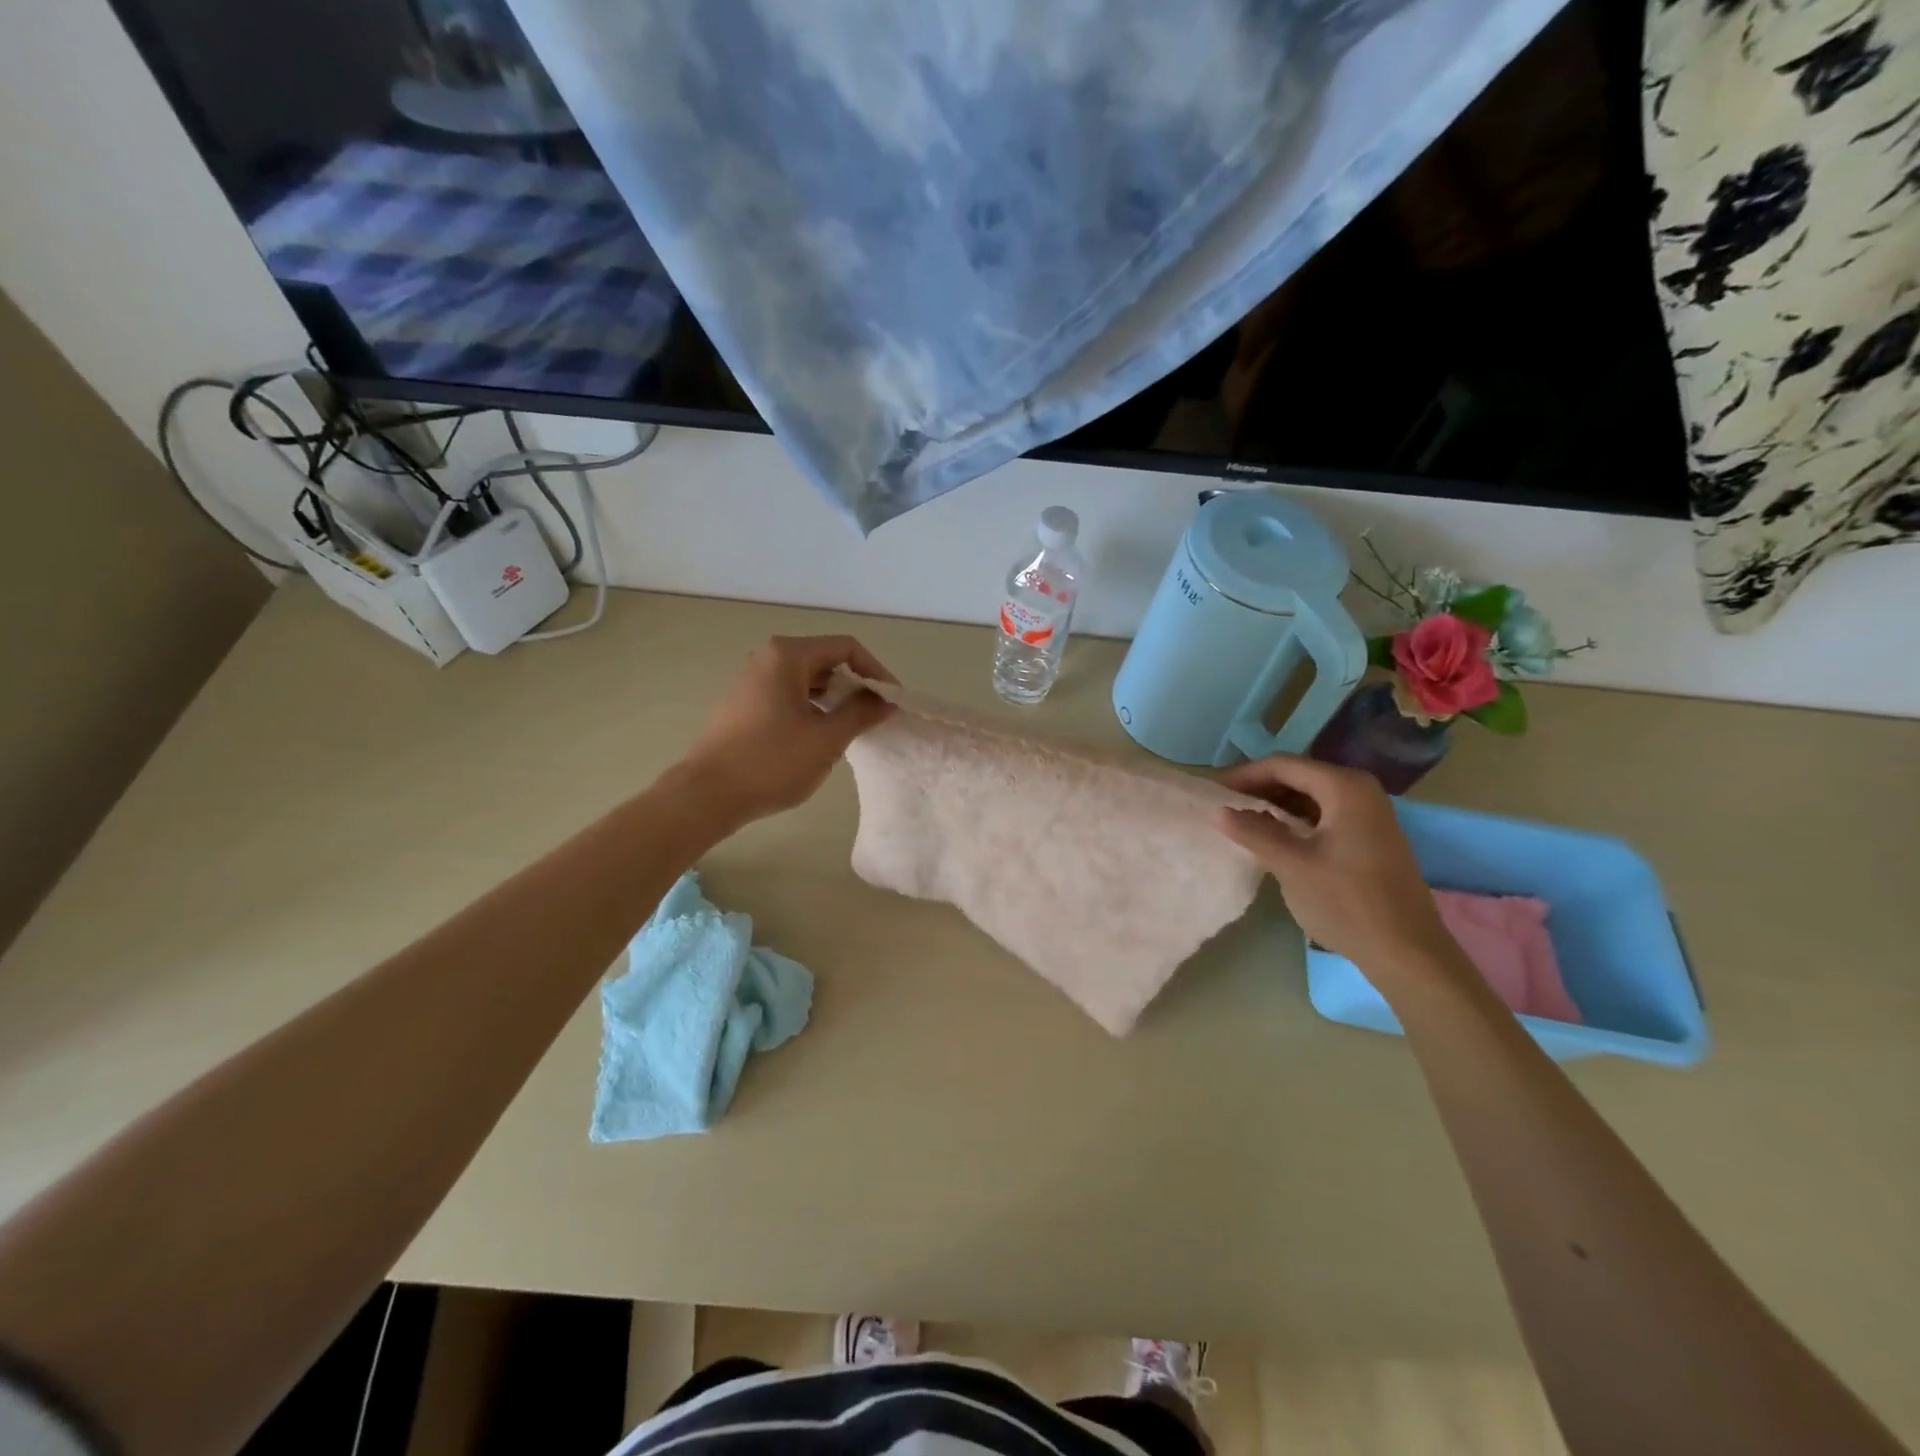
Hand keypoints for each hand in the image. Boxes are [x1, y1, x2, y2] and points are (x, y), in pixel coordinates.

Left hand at [673, 635, 895, 827]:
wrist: (708, 794)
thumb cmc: (772, 761)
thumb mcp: (827, 738)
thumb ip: (861, 712)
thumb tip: (886, 699)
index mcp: (788, 655)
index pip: (846, 648)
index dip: (876, 671)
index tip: (892, 701)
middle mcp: (768, 658)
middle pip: (826, 660)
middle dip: (856, 685)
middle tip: (875, 716)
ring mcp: (753, 680)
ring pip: (808, 679)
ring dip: (835, 699)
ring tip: (852, 728)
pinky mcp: (745, 703)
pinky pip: (789, 694)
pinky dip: (812, 708)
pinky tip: (821, 736)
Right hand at [1215, 755, 1453, 974]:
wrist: (1406, 952)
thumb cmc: (1347, 902)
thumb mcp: (1292, 865)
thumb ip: (1254, 832)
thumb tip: (1218, 812)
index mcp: (1345, 787)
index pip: (1283, 765)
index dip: (1244, 775)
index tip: (1213, 792)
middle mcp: (1361, 790)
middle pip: (1299, 776)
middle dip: (1259, 788)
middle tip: (1224, 806)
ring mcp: (1370, 813)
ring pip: (1311, 796)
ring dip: (1276, 805)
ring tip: (1242, 821)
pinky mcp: (1370, 836)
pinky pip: (1324, 814)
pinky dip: (1296, 819)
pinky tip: (1274, 837)